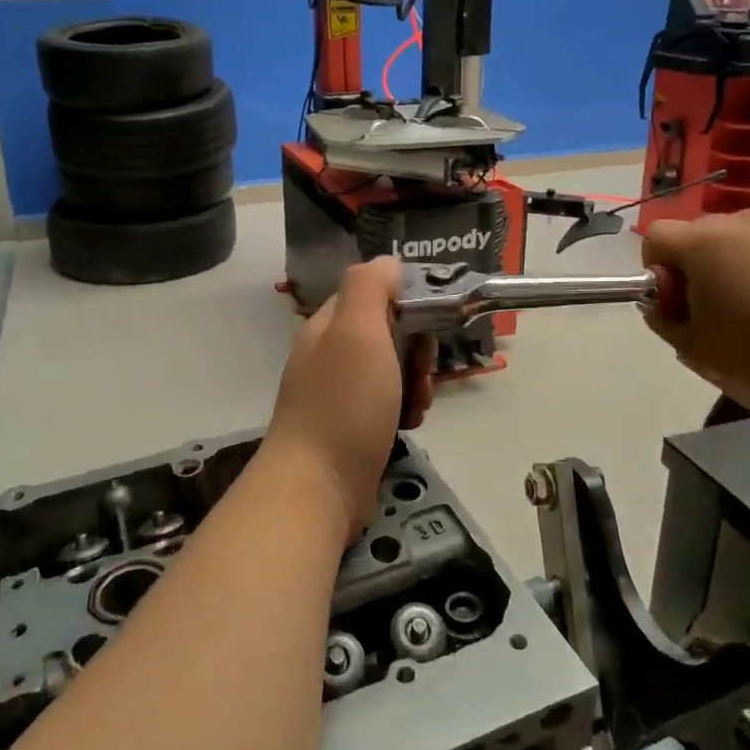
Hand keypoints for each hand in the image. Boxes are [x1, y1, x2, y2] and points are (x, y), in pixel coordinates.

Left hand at [264, 257, 433, 543]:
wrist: (318, 487)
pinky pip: (387, 405)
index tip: (431, 324)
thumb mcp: (358, 331)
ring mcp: (338, 394)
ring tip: (418, 406)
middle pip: (387, 333)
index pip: (373, 294)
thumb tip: (387, 262)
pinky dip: (404, 410)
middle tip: (423, 373)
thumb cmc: (344, 404)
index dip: (406, 303)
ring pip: (391, 371)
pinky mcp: (350, 428)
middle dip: (416, 350)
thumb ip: (370, 287)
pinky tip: (411, 426)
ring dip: (415, 383)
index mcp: (328, 326)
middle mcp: (329, 355)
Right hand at [641, 211, 749, 410]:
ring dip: (746, 263)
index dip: (657, 267)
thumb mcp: (694, 348)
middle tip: (723, 309)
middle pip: (704, 235)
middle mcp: (744, 221)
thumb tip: (663, 302)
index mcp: (703, 244)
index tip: (678, 300)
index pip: (657, 237)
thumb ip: (663, 319)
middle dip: (702, 265)